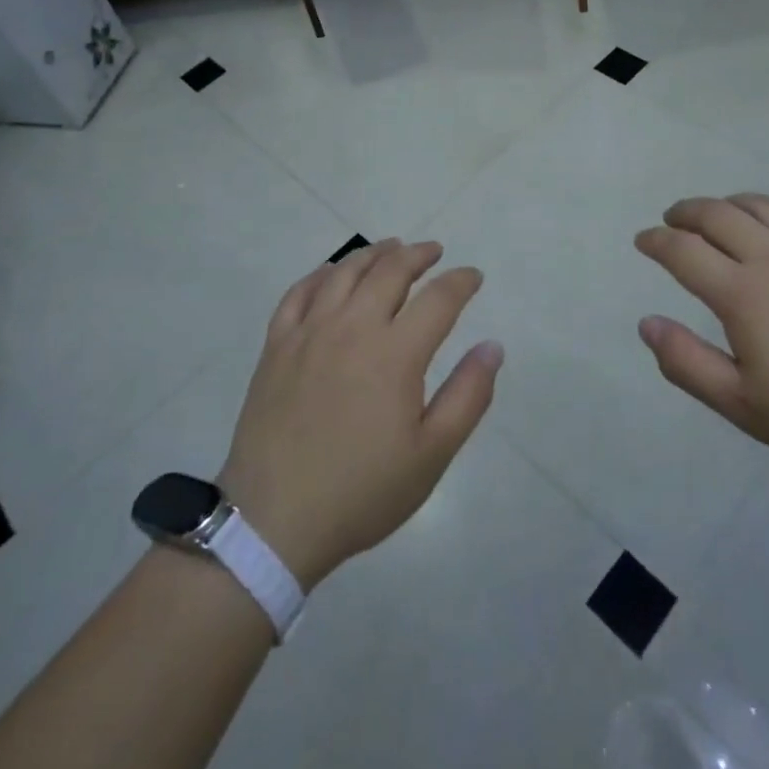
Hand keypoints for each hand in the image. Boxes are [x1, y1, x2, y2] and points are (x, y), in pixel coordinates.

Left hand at [217, 240, 502, 588]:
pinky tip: (332, 272)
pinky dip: (321, 274)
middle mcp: (353, 327)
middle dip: (418, 255)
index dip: (461, 281)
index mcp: (395, 352)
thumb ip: (468, 395)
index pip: (438, 298)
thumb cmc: (362, 491)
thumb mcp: (432, 454)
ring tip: (391, 248)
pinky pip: (299, 293)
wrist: (274, 520)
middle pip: (390, 271)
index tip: (473, 276)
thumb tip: (493, 346)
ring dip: (373, 254)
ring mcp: (309, 332)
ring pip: (345, 272)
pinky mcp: (277, 345)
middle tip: (434, 252)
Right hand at [634, 195, 768, 482]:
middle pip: (716, 214)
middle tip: (672, 221)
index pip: (683, 250)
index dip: (656, 241)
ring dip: (727, 204)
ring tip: (716, 216)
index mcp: (743, 293)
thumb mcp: (745, 406)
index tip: (643, 241)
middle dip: (685, 212)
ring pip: (760, 205)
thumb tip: (647, 323)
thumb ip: (688, 363)